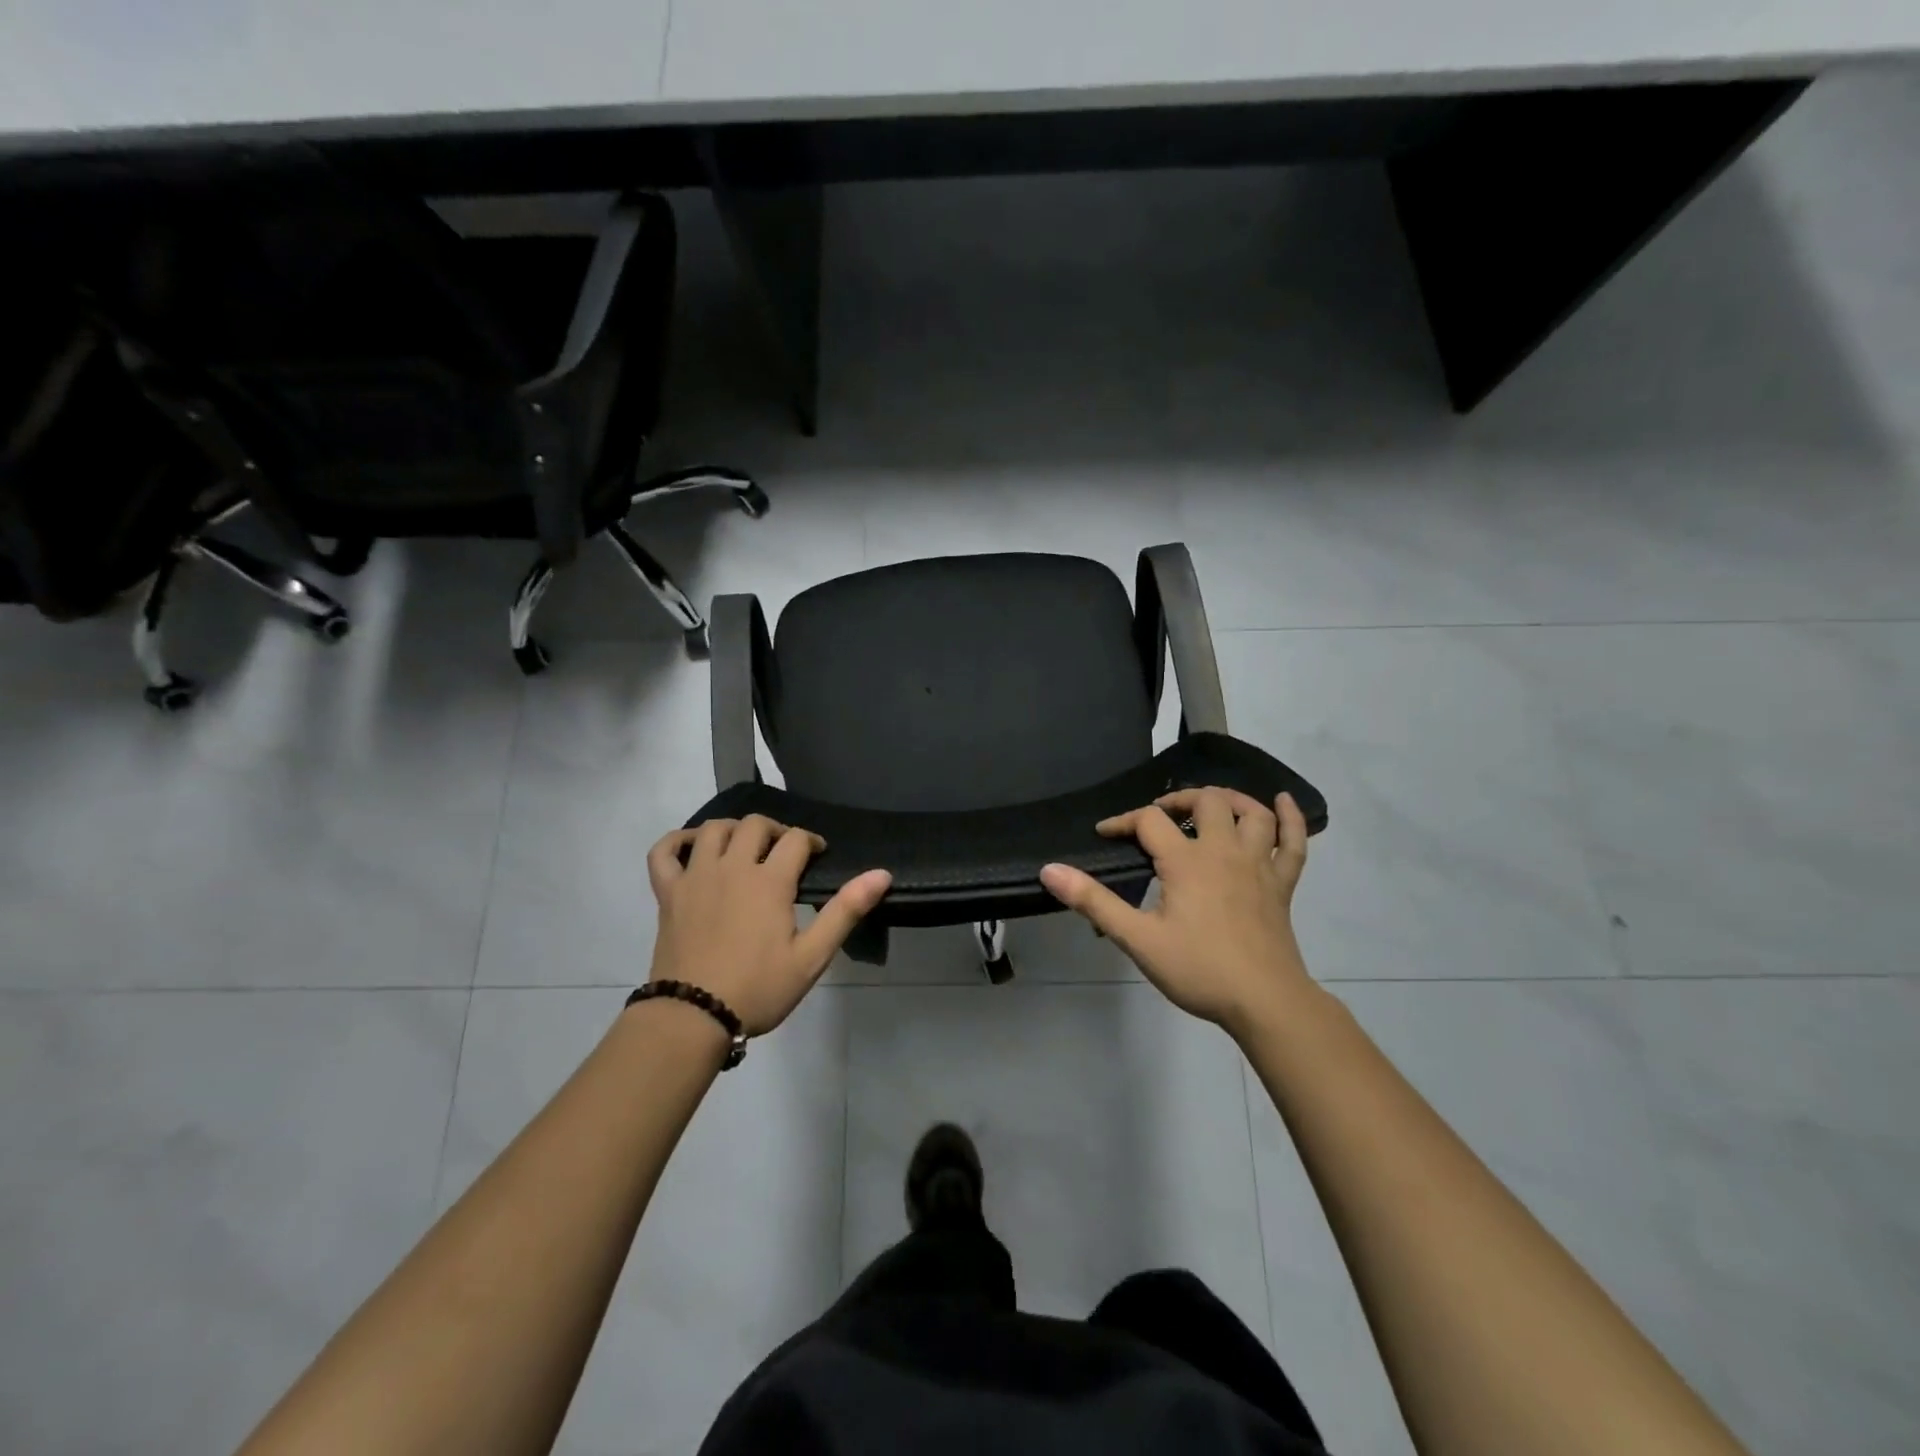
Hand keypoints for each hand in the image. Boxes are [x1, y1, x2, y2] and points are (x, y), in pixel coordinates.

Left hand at [647, 817, 890, 1035]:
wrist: (693, 1017)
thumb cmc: (758, 988)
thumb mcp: (812, 956)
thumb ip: (845, 910)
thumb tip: (881, 874)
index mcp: (769, 881)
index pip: (795, 839)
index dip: (811, 841)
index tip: (818, 855)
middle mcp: (732, 867)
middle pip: (754, 825)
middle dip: (776, 830)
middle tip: (784, 852)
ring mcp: (695, 877)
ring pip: (712, 830)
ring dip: (733, 829)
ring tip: (745, 847)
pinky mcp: (668, 893)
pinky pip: (663, 852)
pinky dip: (676, 841)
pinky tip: (691, 847)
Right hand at [1040, 788, 1313, 1038]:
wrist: (1265, 1002)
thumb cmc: (1198, 970)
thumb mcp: (1137, 938)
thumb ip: (1093, 901)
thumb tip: (1050, 869)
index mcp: (1186, 861)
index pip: (1149, 821)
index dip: (1123, 821)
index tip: (1105, 834)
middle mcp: (1224, 851)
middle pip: (1205, 801)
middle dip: (1178, 799)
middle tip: (1159, 817)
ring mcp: (1258, 865)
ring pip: (1251, 813)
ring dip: (1230, 799)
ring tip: (1210, 805)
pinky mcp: (1282, 884)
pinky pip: (1293, 842)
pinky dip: (1291, 818)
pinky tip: (1282, 801)